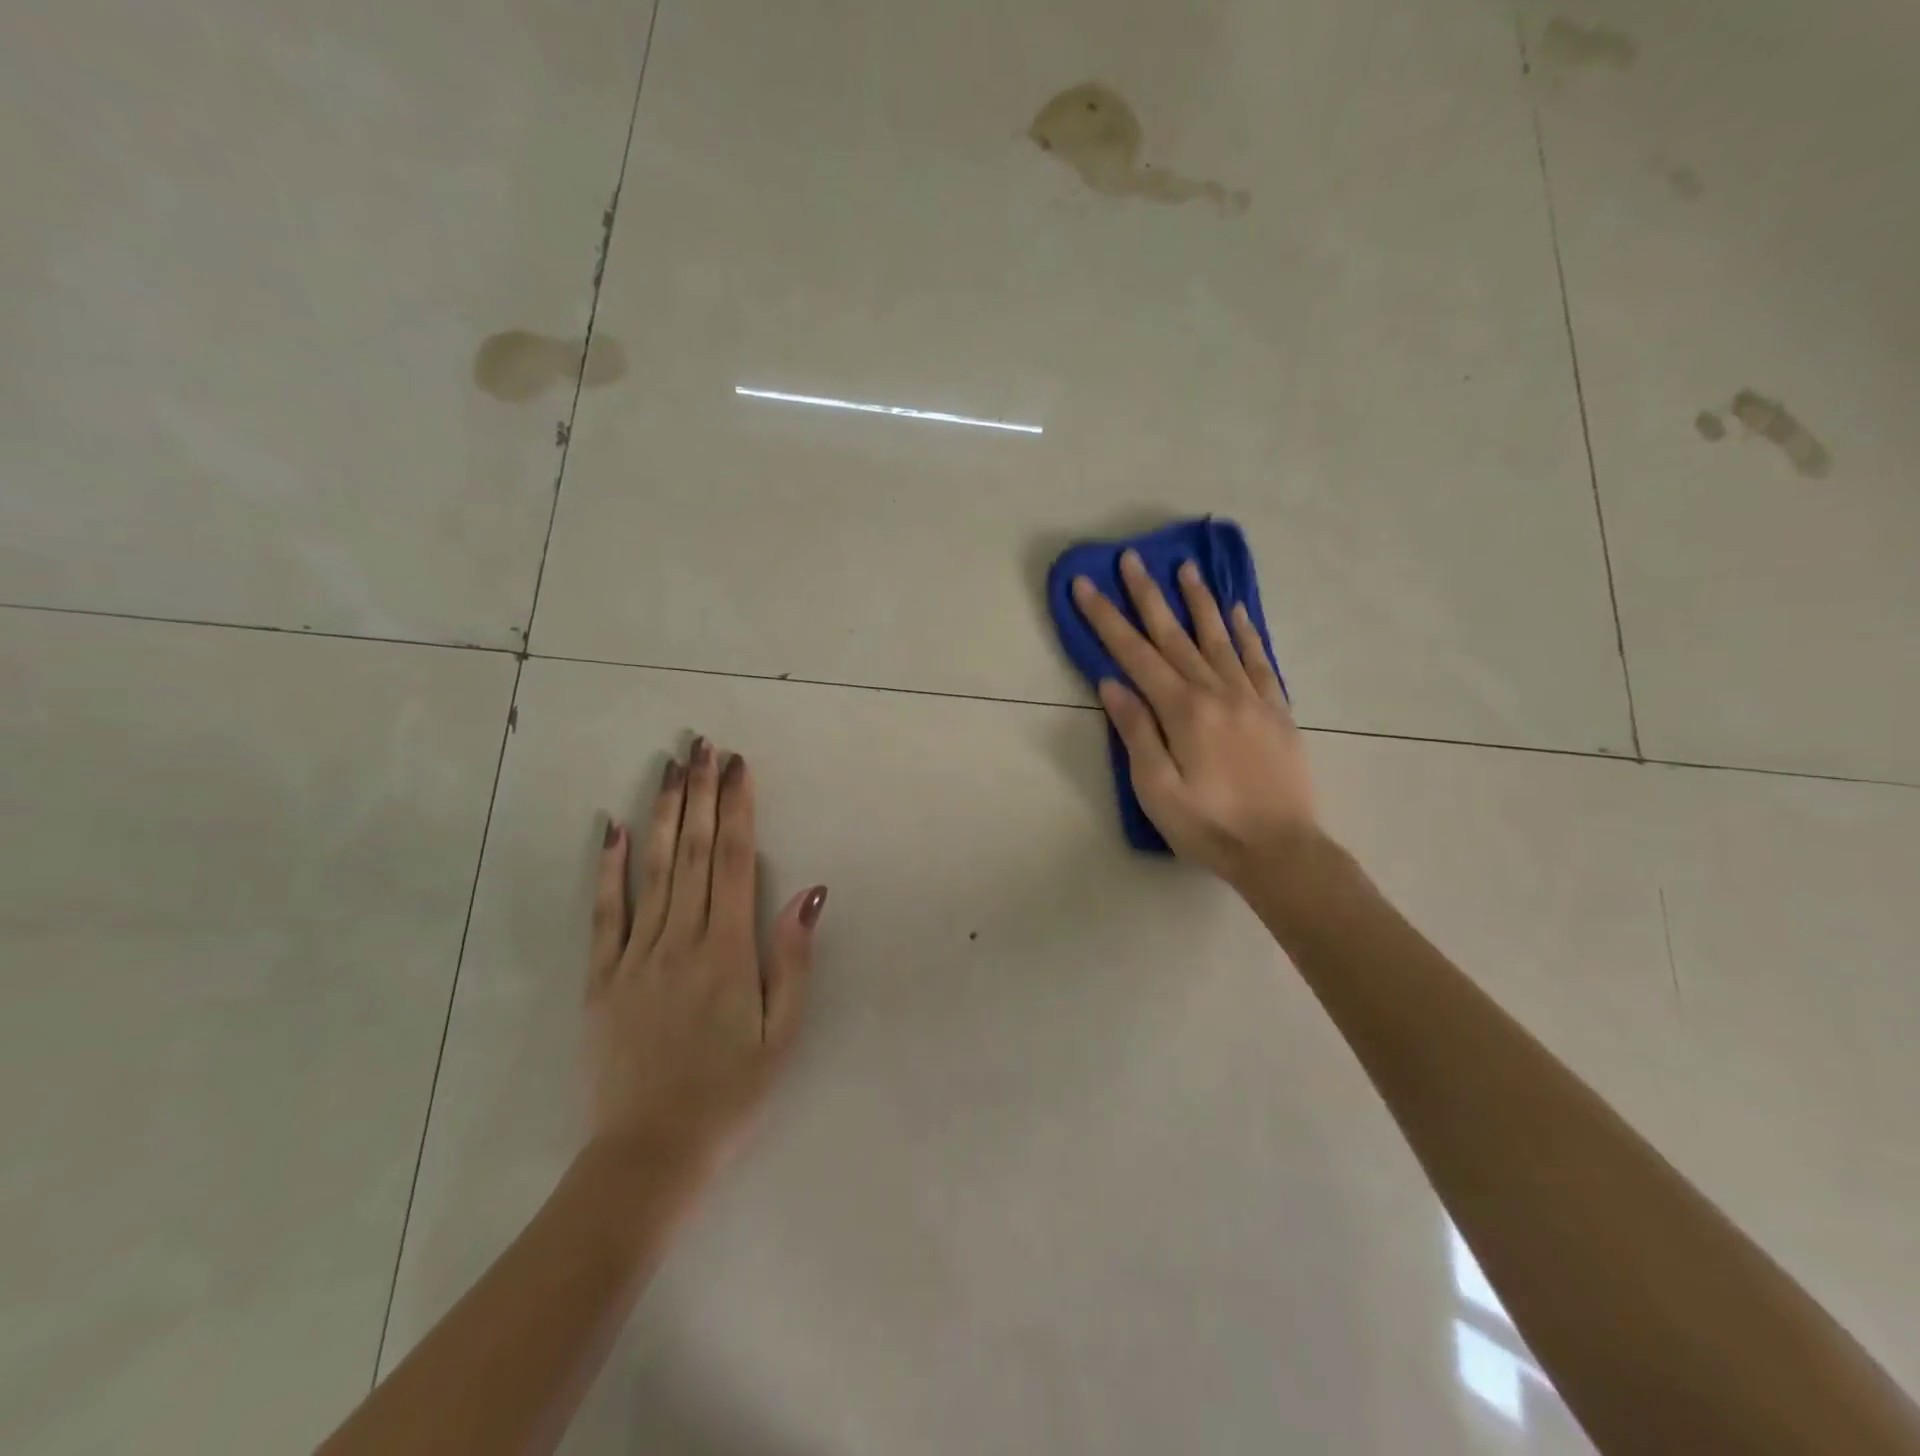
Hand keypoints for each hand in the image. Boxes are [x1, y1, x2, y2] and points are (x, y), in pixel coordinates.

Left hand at [585, 738, 827, 1176]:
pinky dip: (607, 867)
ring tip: (668, 767)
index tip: (738, 766)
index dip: (736, 808)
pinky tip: (609, 828)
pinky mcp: (602, 977)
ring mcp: (635, 955)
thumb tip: (809, 892)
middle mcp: (680, 939)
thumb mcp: (783, 1033)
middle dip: (699, 792)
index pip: (732, 860)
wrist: (650, 1152)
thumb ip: (793, 959)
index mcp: (727, 950)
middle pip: (691, 850)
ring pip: (650, 868)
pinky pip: (604, 912)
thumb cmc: (731, 1092)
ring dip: (660, 812)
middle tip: (702, 745)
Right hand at [1072, 551, 1317, 886]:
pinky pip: (1259, 660)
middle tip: (1130, 558)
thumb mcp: (1156, 789)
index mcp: (1183, 710)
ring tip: (1185, 568)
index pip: (1135, 654)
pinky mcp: (1276, 709)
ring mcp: (1251, 697)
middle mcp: (1217, 691)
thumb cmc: (1208, 826)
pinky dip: (1246, 632)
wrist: (1281, 850)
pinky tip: (1237, 611)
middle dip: (1148, 596)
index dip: (1106, 618)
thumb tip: (1112, 684)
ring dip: (1198, 601)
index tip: (1086, 585)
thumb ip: (1136, 732)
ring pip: (1219, 637)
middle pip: (1175, 635)